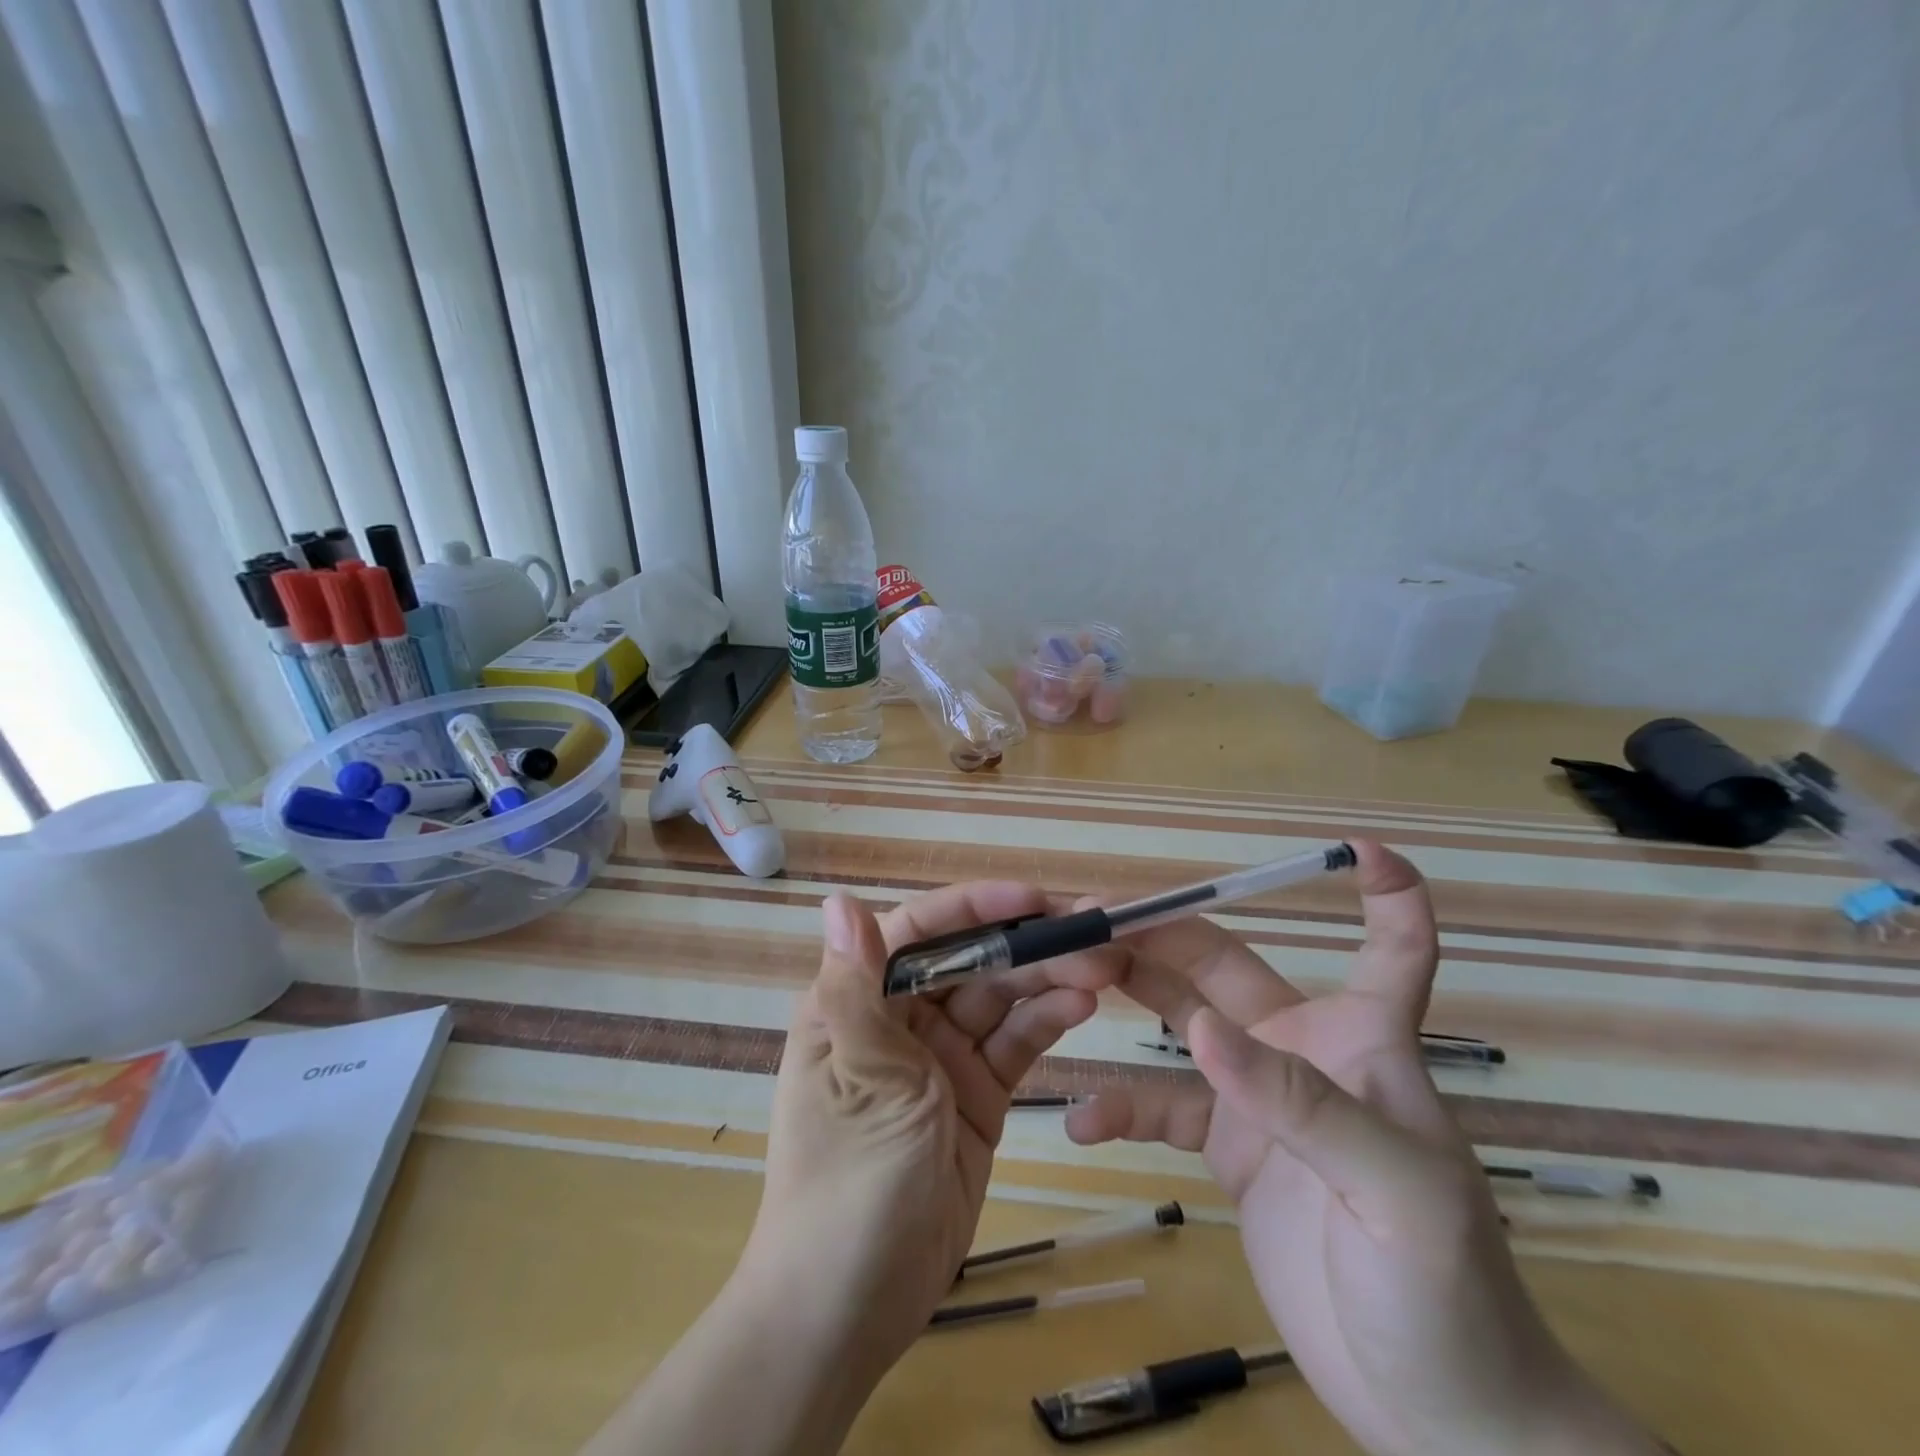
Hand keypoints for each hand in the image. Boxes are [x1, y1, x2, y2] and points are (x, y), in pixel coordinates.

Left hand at [749, 883, 1109, 1380]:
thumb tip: (836, 900)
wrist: (852, 1310)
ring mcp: (940, 1058)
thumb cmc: (848, 1182)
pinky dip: (1044, 1022)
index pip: (918, 932)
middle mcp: (898, 1019)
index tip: (1032, 898)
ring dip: (1044, 979)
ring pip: (998, 999)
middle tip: (1091, 933)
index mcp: (854, 1000)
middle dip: (1024, 944)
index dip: (974, 907)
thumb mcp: (862, 1077)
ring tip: (1100, 968)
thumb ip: (858, 985)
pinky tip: (1080, 1006)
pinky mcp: (975, 1096)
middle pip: (968, 961)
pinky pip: (1012, 1045)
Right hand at [1068, 841, 1660, 1455]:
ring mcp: (1256, 1096)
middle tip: (1087, 915)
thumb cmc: (1447, 1290)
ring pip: (1178, 1017)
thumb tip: (1202, 1031)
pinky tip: (1081, 1120)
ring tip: (1063, 976)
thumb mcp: (1393, 1193)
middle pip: (1221, 965)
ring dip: (1124, 992)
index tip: (1357, 848)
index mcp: (1362, 1041)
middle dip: (1159, 931)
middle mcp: (1300, 1050)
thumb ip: (1301, 1103)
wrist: (1435, 1413)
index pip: (1392, 950)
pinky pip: (1162, 1107)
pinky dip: (1121, 1106)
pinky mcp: (1226, 1147)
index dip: (1386, 895)